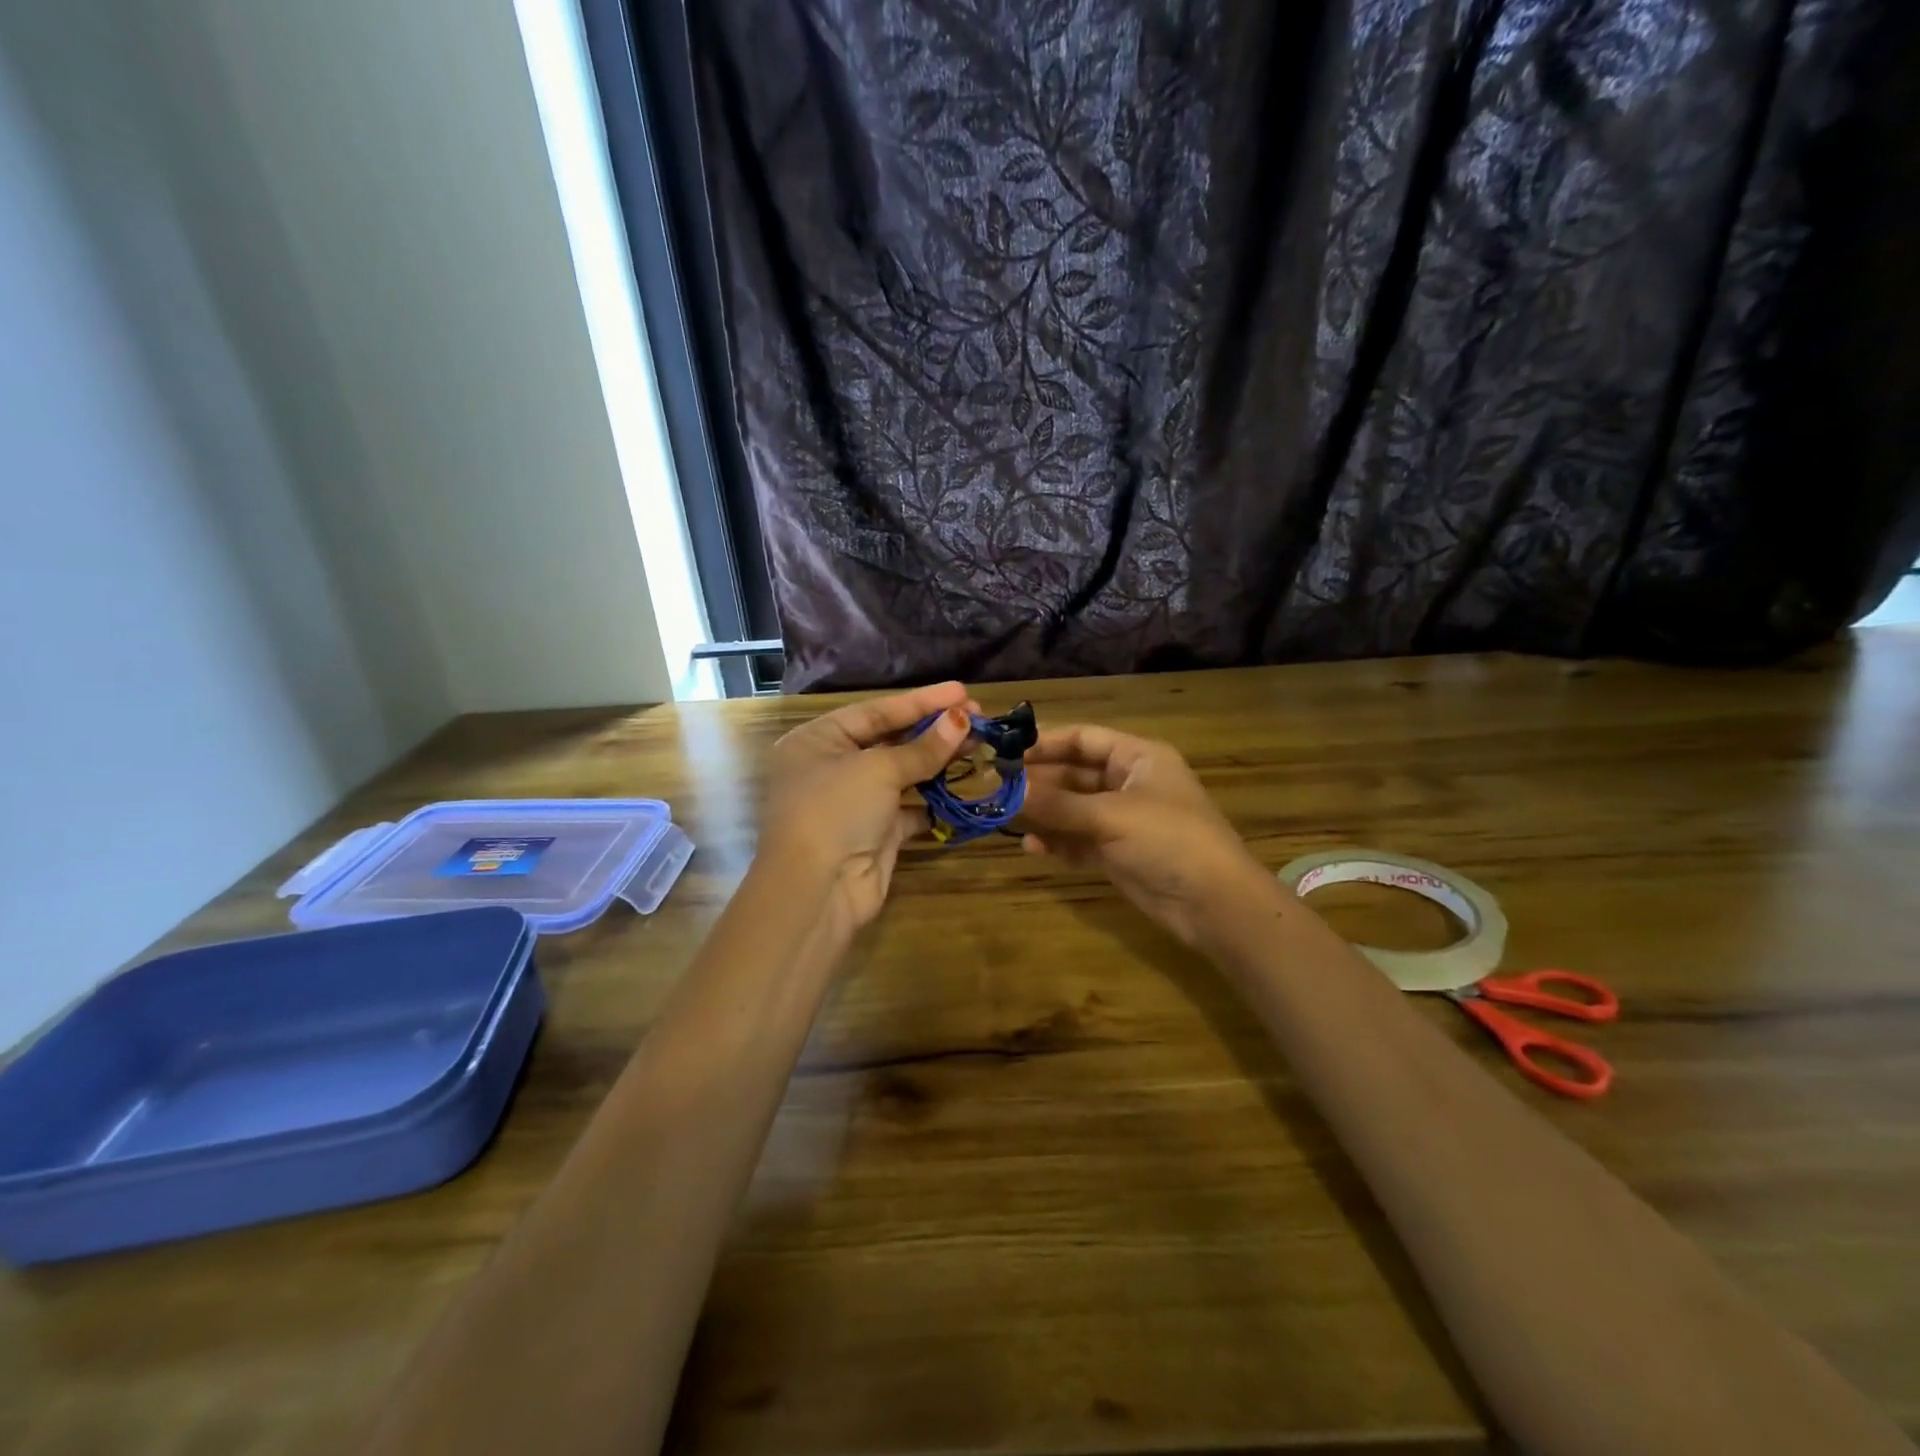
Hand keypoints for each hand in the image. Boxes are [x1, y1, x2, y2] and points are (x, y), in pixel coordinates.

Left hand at [760, 682, 974, 933]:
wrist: (818, 890)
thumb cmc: (836, 810)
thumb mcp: (879, 770)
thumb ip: (923, 747)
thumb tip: (962, 720)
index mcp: (818, 740)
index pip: (876, 711)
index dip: (921, 701)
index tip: (962, 692)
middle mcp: (833, 767)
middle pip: (890, 740)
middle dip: (934, 730)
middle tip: (978, 718)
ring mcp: (854, 803)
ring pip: (903, 774)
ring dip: (938, 762)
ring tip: (978, 745)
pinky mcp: (875, 834)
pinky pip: (910, 809)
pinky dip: (934, 800)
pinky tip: (963, 786)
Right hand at [1019, 725, 1275, 947]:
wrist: (1214, 904)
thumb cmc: (1169, 840)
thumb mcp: (1111, 816)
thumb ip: (1057, 805)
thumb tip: (1007, 791)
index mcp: (1138, 758)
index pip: (1084, 739)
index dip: (1046, 743)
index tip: (1006, 752)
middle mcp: (1128, 783)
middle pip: (1074, 774)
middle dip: (1038, 782)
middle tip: (995, 787)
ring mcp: (1123, 820)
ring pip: (1073, 809)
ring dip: (1043, 814)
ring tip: (1004, 818)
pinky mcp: (1118, 854)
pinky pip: (1079, 841)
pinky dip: (1057, 843)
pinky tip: (1032, 848)